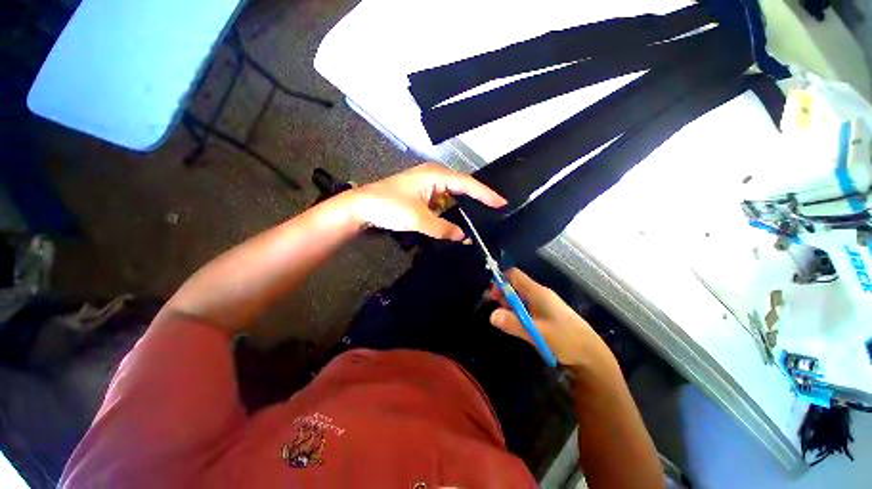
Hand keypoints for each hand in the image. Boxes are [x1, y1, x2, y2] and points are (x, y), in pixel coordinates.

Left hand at [348, 163, 506, 239]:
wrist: (361, 207)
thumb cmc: (389, 206)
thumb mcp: (418, 219)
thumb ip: (443, 228)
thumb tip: (462, 236)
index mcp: (435, 175)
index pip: (467, 184)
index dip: (486, 194)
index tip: (502, 203)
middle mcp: (434, 176)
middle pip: (461, 188)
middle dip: (476, 201)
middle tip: (494, 212)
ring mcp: (427, 186)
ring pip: (451, 197)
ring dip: (461, 209)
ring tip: (479, 220)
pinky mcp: (421, 195)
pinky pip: (441, 203)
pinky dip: (448, 212)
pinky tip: (455, 222)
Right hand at [489, 268, 616, 371]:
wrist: (592, 354)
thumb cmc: (566, 340)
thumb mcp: (537, 333)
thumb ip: (514, 323)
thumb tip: (491, 315)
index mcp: (537, 292)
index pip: (514, 274)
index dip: (500, 280)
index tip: (492, 295)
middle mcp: (540, 293)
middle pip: (515, 285)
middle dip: (503, 295)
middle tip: (498, 311)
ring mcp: (544, 303)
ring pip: (520, 296)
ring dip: (510, 305)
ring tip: (507, 320)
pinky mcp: (547, 312)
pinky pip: (527, 305)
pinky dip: (518, 311)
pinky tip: (519, 324)